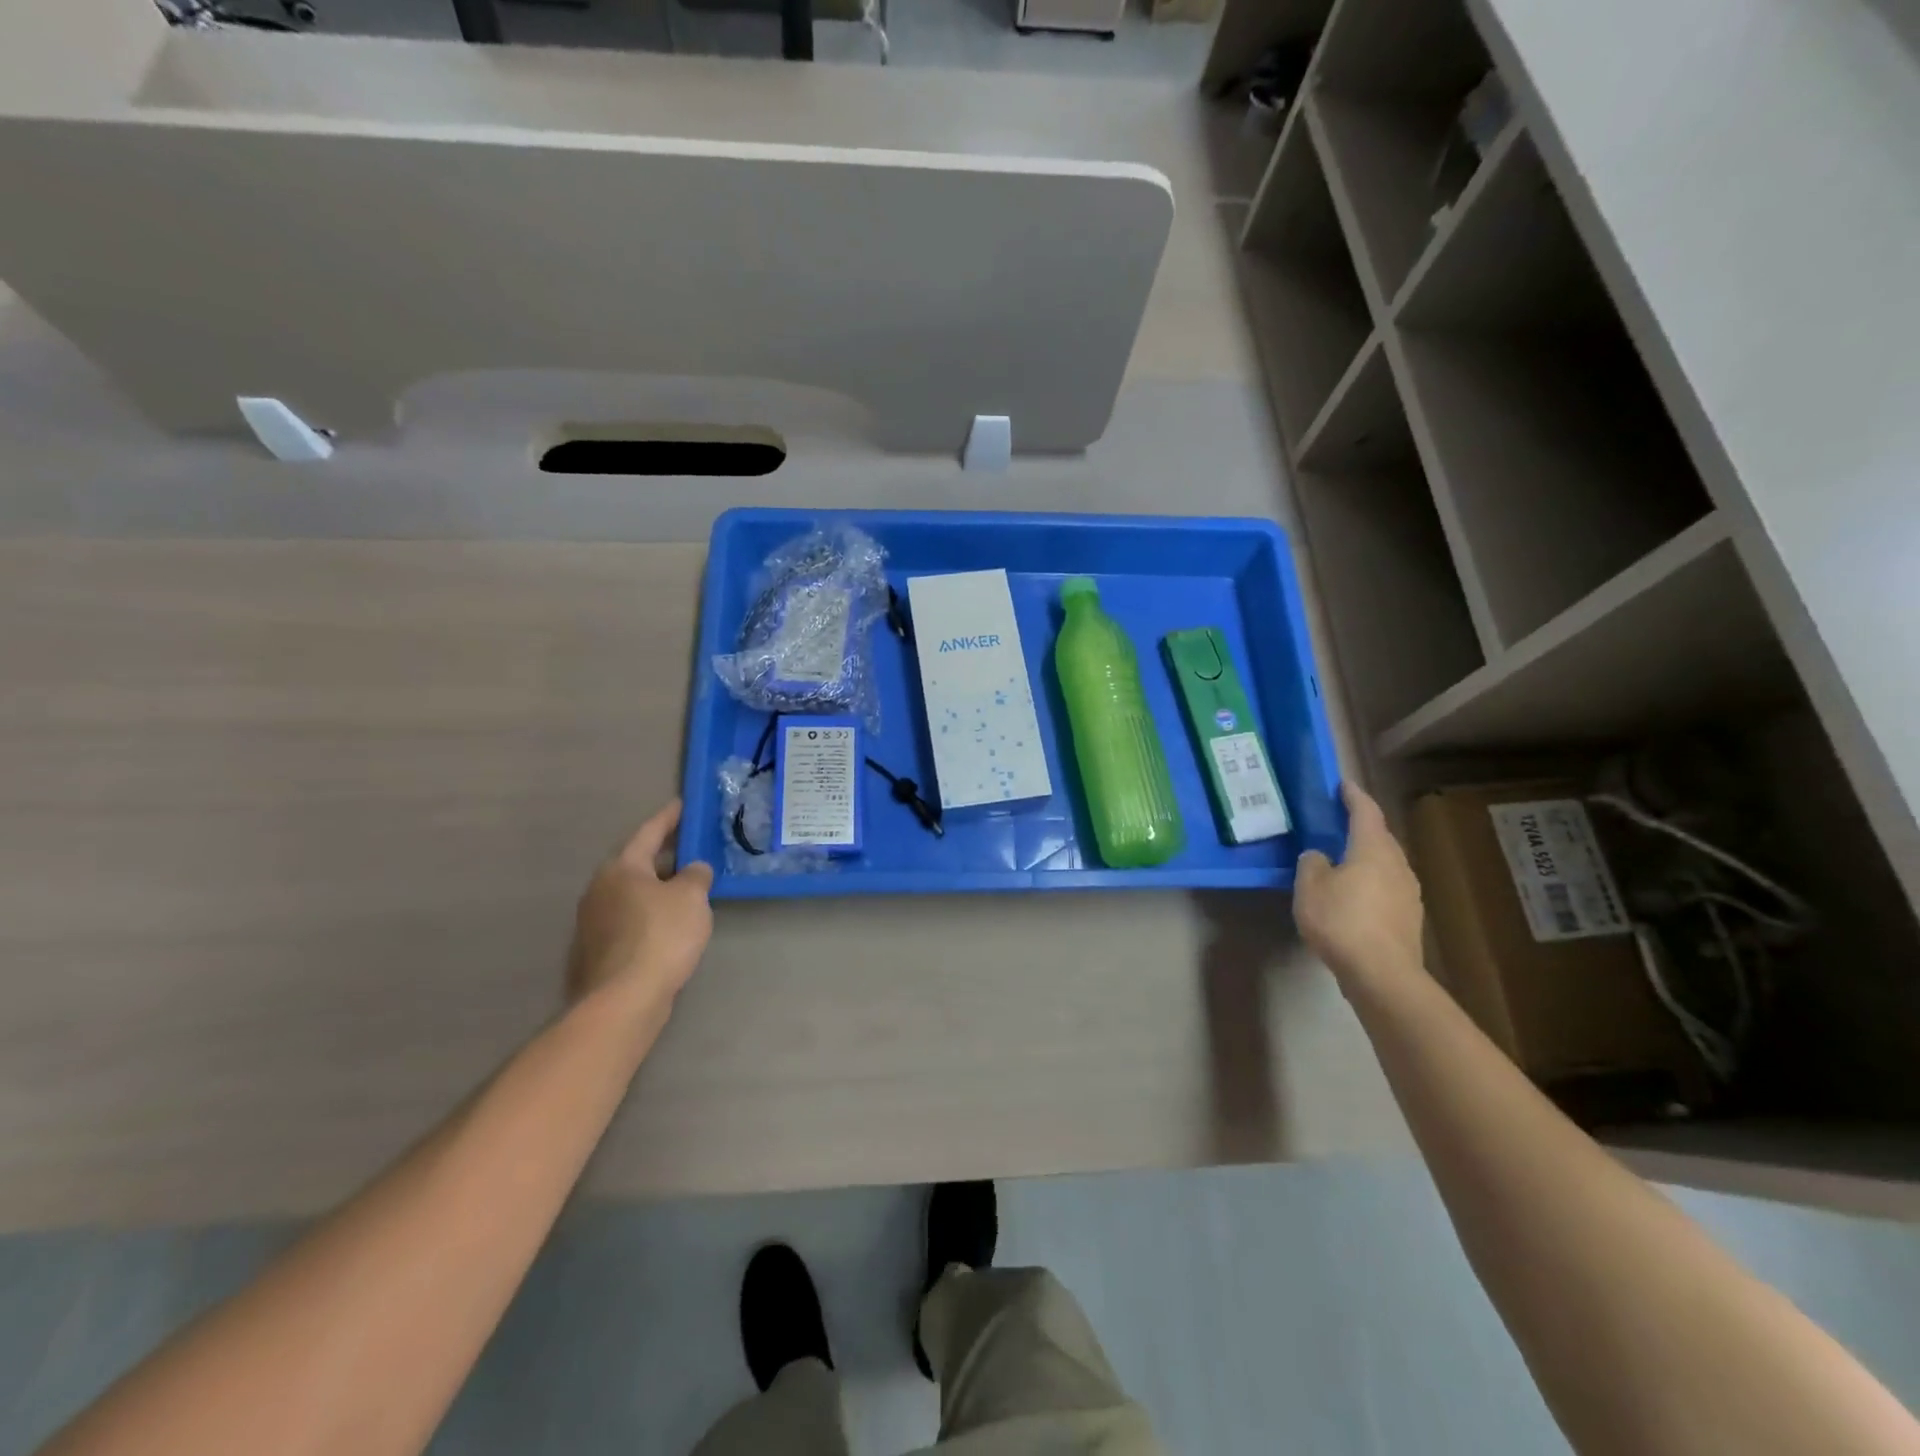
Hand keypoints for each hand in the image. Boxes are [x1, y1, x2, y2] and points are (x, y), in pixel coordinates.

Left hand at [567, 801, 714, 1010]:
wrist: (624, 999)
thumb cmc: (661, 935)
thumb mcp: (691, 897)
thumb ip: (696, 875)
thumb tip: (693, 869)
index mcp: (621, 868)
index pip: (648, 832)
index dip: (669, 818)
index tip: (682, 805)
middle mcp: (601, 889)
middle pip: (637, 864)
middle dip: (664, 856)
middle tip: (690, 848)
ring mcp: (594, 922)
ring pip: (633, 894)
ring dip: (657, 888)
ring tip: (686, 888)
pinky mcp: (599, 951)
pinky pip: (631, 919)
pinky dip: (651, 914)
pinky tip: (671, 925)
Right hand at [1294, 782, 1423, 993]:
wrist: (1382, 974)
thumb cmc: (1342, 921)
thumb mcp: (1309, 887)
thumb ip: (1312, 863)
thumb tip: (1320, 856)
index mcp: (1372, 849)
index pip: (1366, 812)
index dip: (1353, 796)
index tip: (1343, 784)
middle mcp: (1396, 864)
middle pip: (1380, 837)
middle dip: (1361, 827)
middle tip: (1338, 823)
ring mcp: (1408, 892)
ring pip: (1385, 863)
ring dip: (1366, 857)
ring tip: (1342, 860)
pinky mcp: (1408, 918)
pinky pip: (1387, 888)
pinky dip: (1370, 883)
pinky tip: (1354, 896)